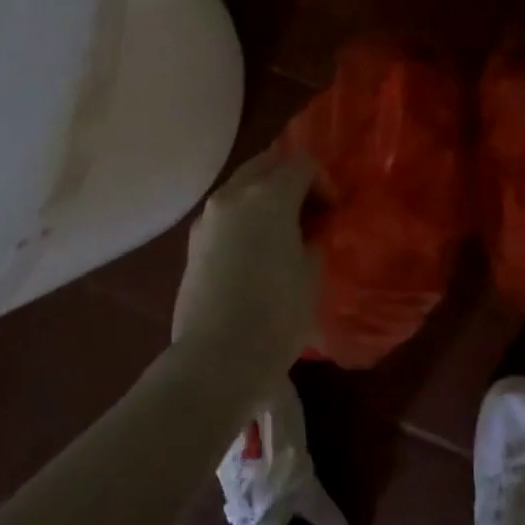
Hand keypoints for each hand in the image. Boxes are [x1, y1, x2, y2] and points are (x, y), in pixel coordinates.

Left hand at [172, 150, 319, 368]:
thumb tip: (307, 232)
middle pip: (267, 163)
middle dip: (290, 179)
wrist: (215, 360)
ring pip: (242, 186)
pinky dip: (244, 217)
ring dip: (264, 196)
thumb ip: (313, 238)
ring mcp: (208, 218)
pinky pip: (225, 213)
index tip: (333, 213)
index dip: (324, 183)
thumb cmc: (276, 313)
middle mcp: (234, 195)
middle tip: (308, 211)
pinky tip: (255, 250)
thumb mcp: (313, 271)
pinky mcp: (192, 243)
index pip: (303, 164)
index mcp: (269, 195)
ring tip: (281, 231)